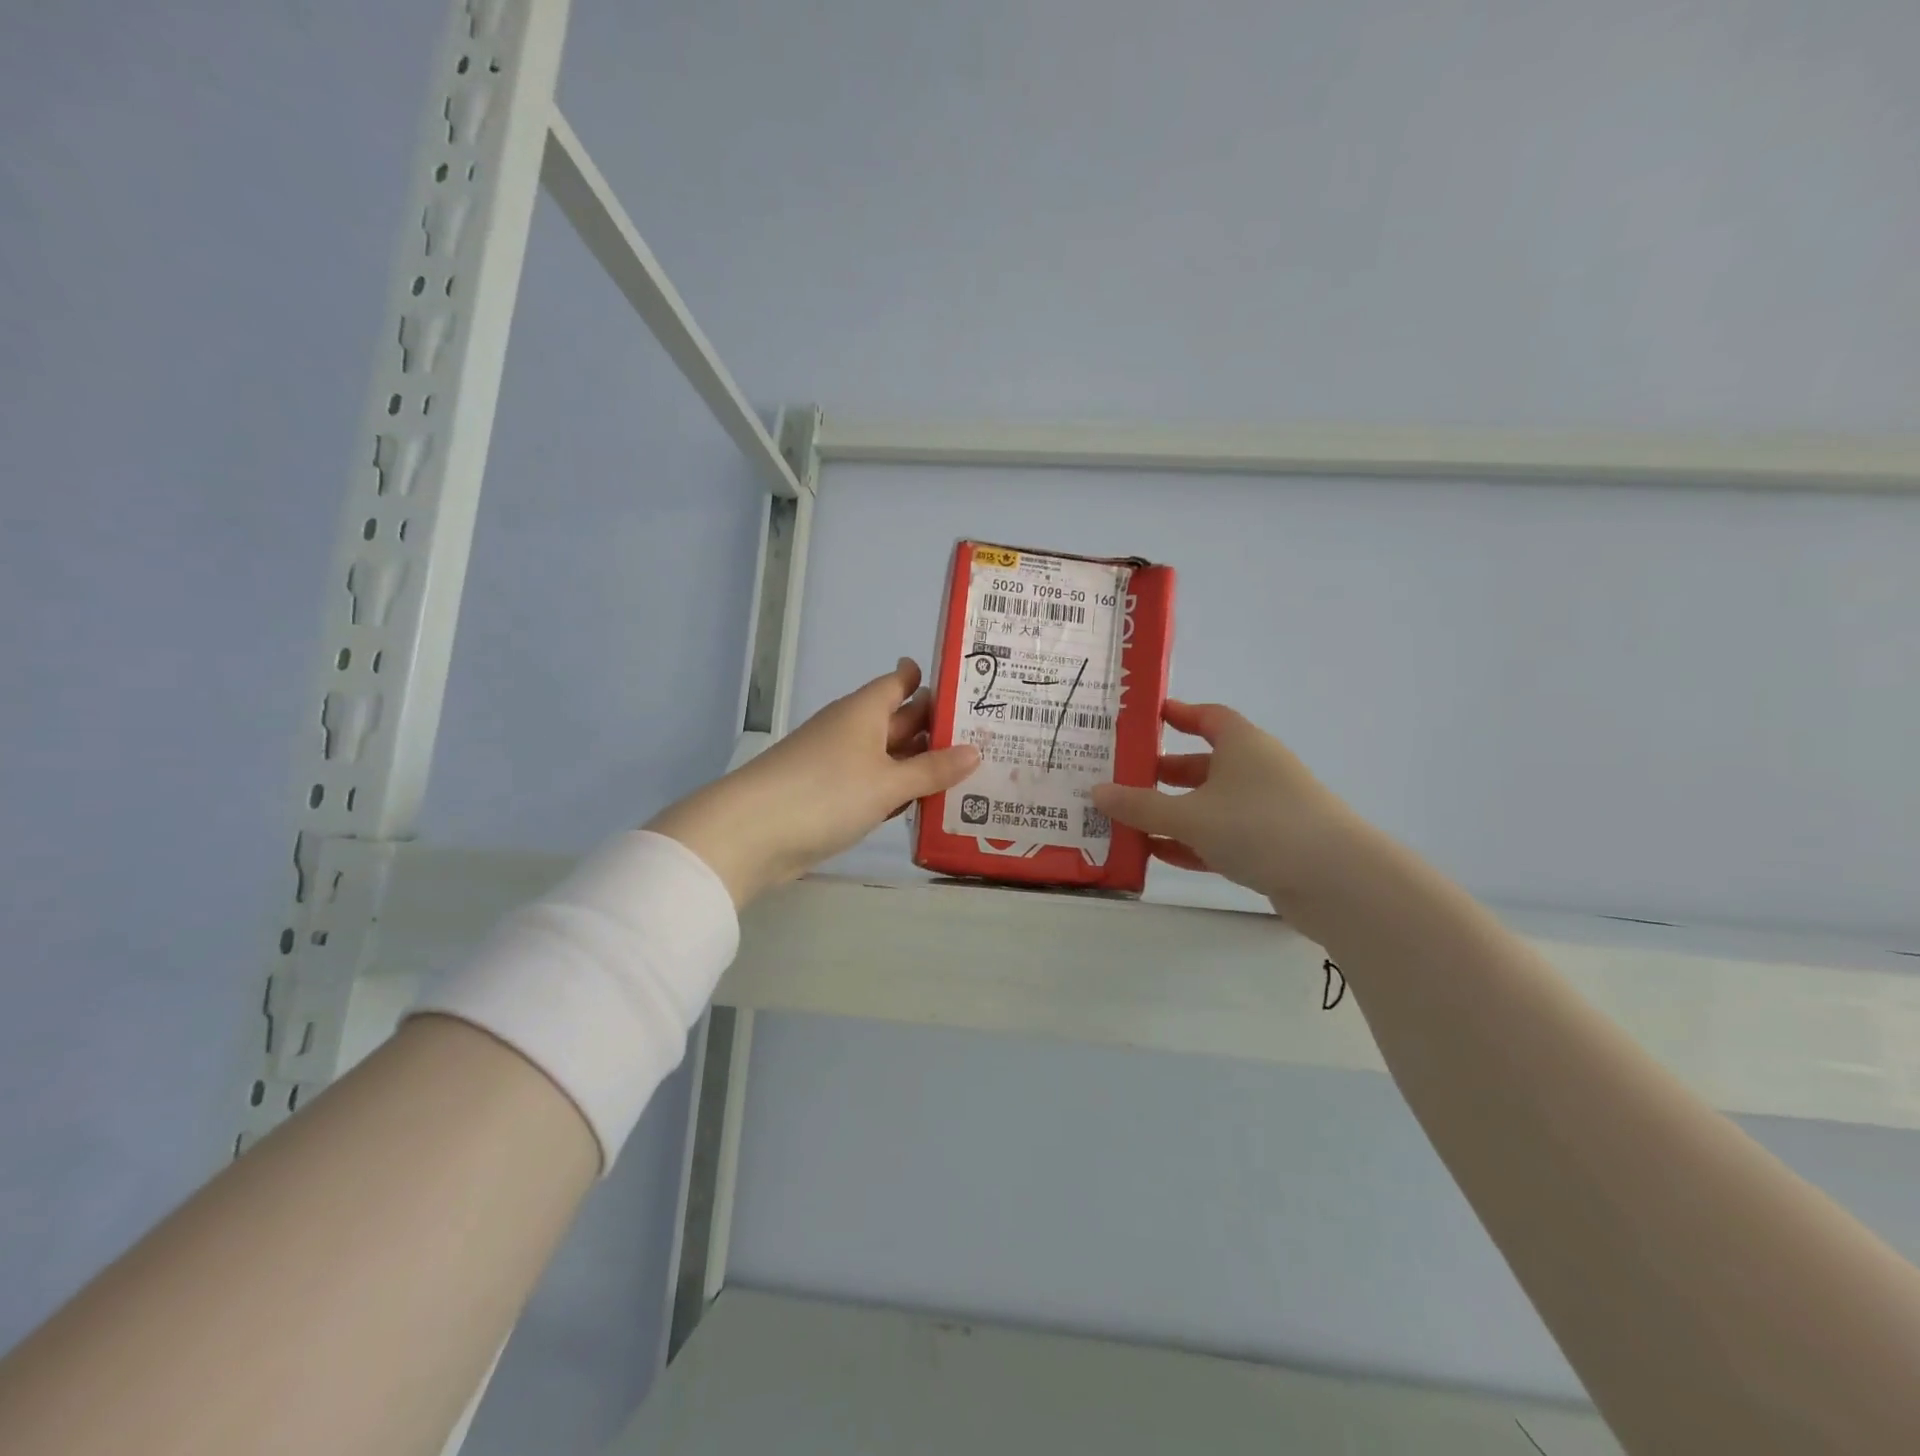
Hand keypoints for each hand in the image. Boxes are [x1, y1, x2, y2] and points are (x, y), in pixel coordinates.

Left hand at [648, 659, 979, 906]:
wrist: (752, 835)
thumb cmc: (826, 793)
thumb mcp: (888, 782)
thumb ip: (932, 769)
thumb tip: (975, 750)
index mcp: (863, 711)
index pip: (899, 682)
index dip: (929, 680)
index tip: (965, 685)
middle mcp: (851, 730)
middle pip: (899, 720)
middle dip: (936, 727)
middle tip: (988, 734)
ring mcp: (839, 765)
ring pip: (889, 756)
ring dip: (921, 764)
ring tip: (970, 771)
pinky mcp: (831, 798)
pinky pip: (875, 786)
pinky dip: (899, 791)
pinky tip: (926, 804)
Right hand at [1091, 700, 1363, 911]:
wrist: (1337, 881)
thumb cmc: (1259, 826)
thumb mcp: (1190, 814)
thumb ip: (1141, 805)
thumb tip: (1097, 791)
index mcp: (1242, 745)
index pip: (1208, 717)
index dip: (1178, 715)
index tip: (1147, 718)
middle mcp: (1255, 771)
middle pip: (1202, 765)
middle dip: (1163, 773)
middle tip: (1121, 780)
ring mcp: (1266, 811)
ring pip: (1209, 805)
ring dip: (1172, 813)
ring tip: (1128, 822)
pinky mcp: (1271, 847)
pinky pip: (1221, 838)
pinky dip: (1191, 843)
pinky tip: (1158, 854)